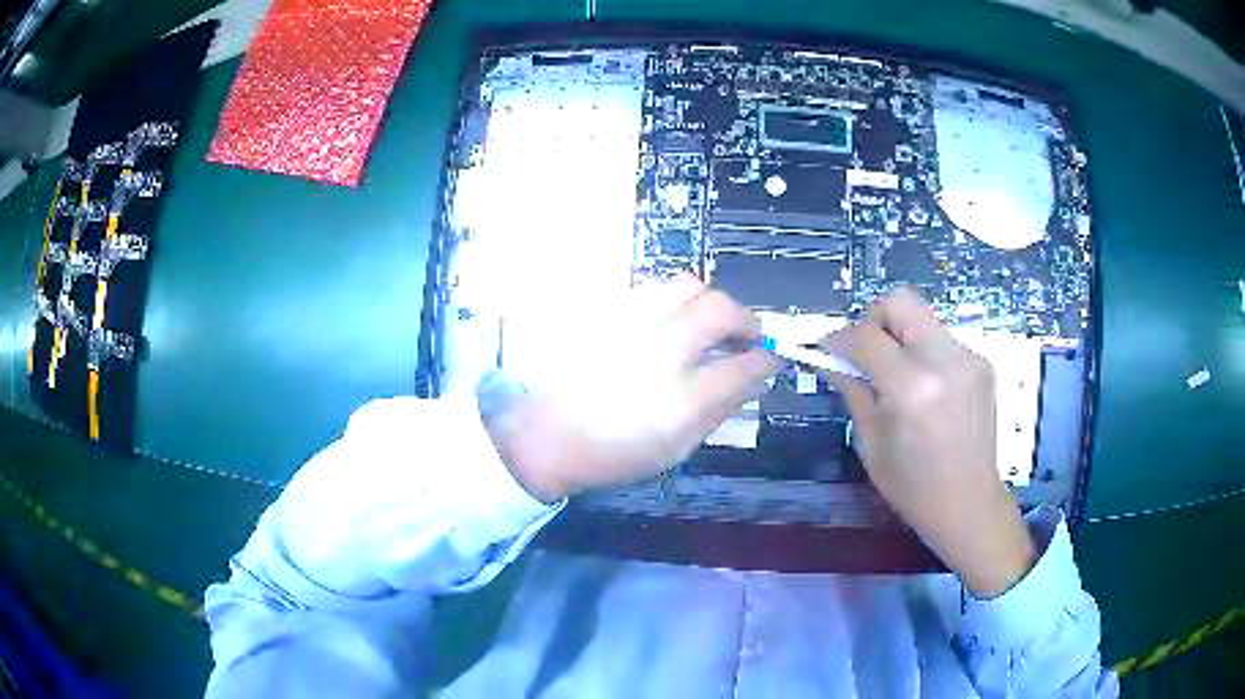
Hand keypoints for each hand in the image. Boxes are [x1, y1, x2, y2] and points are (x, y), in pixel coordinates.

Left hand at [485, 274, 783, 502]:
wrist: (542, 435)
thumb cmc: (612, 454)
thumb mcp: (675, 449)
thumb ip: (720, 409)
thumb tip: (754, 377)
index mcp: (679, 402)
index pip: (743, 366)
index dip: (767, 358)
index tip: (771, 357)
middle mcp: (657, 354)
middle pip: (719, 309)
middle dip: (746, 318)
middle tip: (746, 335)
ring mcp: (628, 325)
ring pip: (686, 285)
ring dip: (708, 302)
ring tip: (706, 324)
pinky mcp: (605, 312)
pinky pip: (652, 289)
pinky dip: (673, 302)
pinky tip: (668, 324)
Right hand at [819, 288, 1035, 596]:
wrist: (969, 503)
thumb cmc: (912, 486)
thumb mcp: (871, 443)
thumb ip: (852, 390)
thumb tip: (831, 359)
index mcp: (910, 387)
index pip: (865, 335)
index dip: (839, 338)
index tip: (828, 350)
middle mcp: (943, 360)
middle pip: (900, 301)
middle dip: (875, 319)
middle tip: (867, 352)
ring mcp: (968, 358)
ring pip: (923, 319)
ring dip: (902, 338)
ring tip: (898, 377)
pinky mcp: (982, 364)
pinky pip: (943, 341)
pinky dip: (925, 354)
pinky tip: (927, 390)